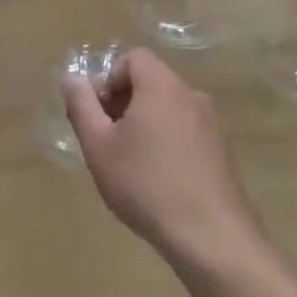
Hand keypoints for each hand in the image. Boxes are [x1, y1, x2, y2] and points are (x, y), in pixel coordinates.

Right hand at [63, 49, 260, 263]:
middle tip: (108, 140)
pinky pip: (187, 131)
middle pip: (151, 82)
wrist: (212, 238)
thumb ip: (81, 105)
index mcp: (162, 86)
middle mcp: (191, 96)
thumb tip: (73, 78)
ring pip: (169, 108)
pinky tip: (159, 180)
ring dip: (145, 124)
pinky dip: (168, 142)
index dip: (109, 79)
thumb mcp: (98, 145)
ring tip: (132, 164)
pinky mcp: (224, 152)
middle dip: (124, 103)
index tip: (99, 114)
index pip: (133, 58)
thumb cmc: (146, 184)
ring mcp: (213, 124)